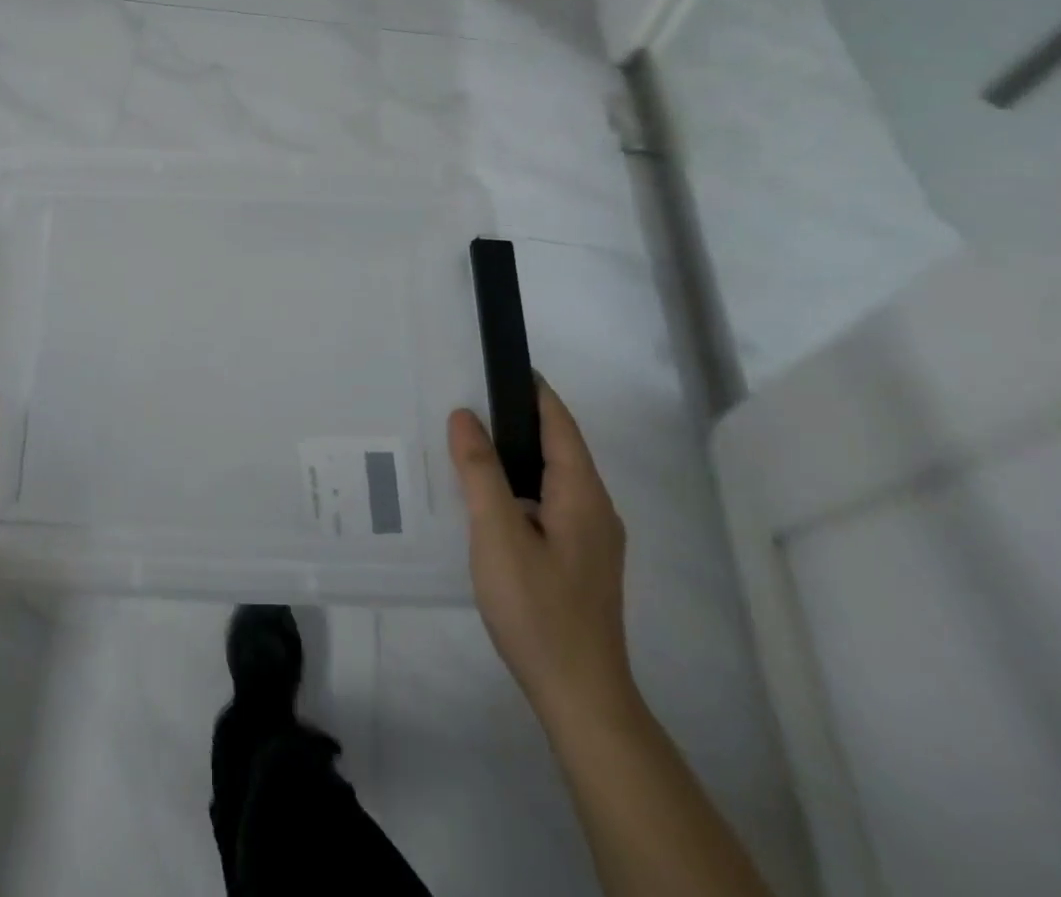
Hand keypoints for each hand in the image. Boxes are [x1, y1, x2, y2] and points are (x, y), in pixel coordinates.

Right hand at [447, 380, 635, 728]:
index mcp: (583, 494)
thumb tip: (464, 416)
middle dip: (517, 418)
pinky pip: (548, 503)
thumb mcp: (498, 534)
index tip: (496, 364)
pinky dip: (518, 485)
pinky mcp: (579, 562)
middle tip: (466, 400)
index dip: (531, 390)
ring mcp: (591, 539)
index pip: (559, 423)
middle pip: (558, 447)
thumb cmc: (538, 609)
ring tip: (467, 442)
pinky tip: (486, 499)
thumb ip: (480, 472)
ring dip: (516, 454)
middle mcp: (595, 509)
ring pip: (552, 477)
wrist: (580, 696)